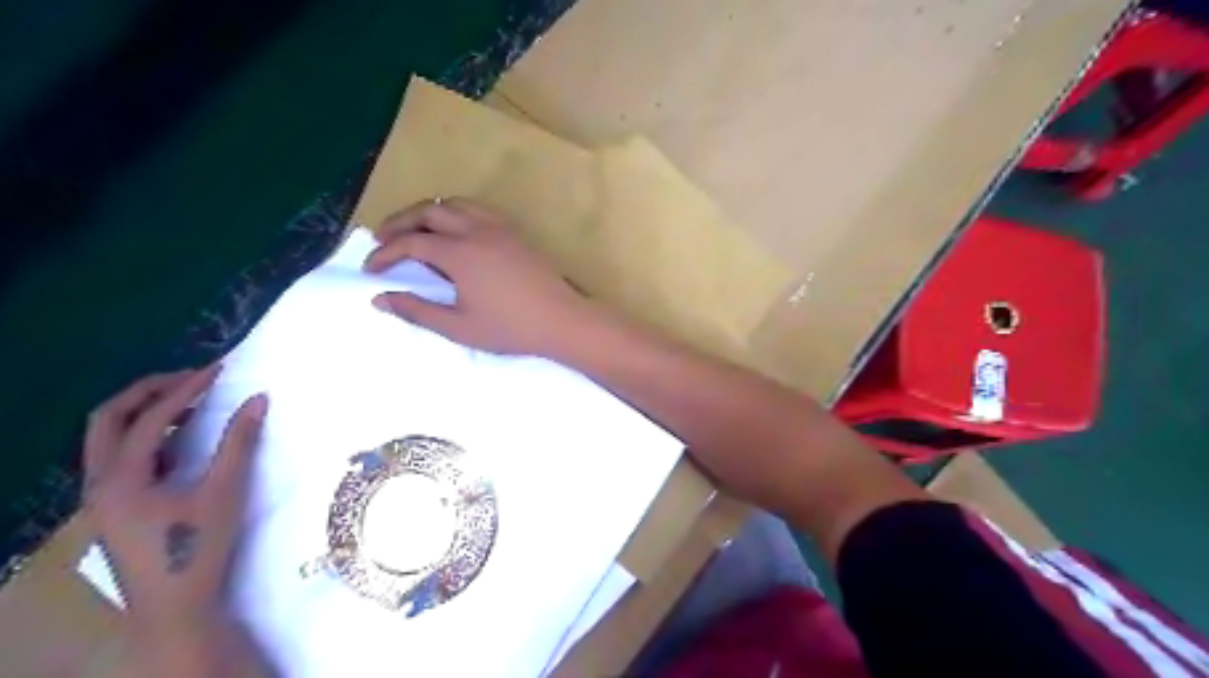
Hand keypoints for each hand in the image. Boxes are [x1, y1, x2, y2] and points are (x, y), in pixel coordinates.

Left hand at [83, 366, 267, 629]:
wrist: (176, 606)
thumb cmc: (198, 547)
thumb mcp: (224, 491)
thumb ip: (240, 442)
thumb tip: (258, 399)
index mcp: (120, 478)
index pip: (150, 419)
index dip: (185, 390)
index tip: (218, 370)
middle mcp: (100, 482)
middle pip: (108, 419)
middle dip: (149, 391)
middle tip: (192, 377)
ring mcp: (103, 497)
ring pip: (109, 439)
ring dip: (146, 413)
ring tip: (190, 402)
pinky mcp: (116, 507)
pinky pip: (122, 457)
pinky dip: (149, 437)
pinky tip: (182, 440)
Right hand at [363, 197, 598, 356]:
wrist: (562, 320)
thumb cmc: (511, 328)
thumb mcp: (459, 327)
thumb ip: (418, 311)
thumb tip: (380, 299)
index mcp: (460, 253)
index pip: (411, 243)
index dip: (385, 254)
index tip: (371, 270)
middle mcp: (476, 230)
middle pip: (428, 211)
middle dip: (399, 223)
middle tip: (383, 240)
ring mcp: (499, 228)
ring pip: (454, 204)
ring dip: (428, 213)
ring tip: (415, 231)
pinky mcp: (515, 232)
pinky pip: (478, 209)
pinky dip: (456, 213)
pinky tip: (455, 232)